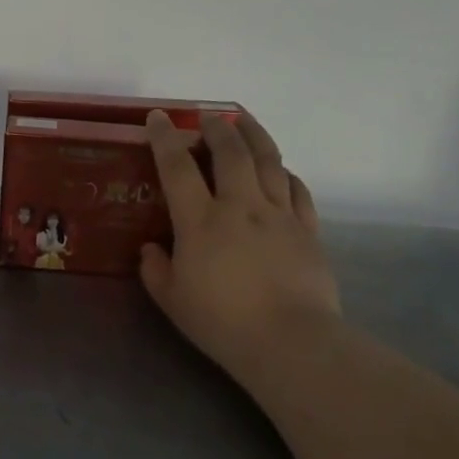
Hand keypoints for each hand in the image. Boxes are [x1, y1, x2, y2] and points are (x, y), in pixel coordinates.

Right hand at [141, 111, 340, 390]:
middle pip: (231, 152)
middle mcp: (240, 206)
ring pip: (269, 161)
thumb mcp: (172, 300)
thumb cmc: (222, 322)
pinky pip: (297, 190)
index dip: (165, 138)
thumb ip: (155, 269)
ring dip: (255, 135)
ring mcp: (278, 215)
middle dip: (217, 128)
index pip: (178, 168)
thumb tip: (150, 248)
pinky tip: (281, 170)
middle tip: (208, 117)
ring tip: (245, 122)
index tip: (158, 117)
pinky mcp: (307, 229)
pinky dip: (285, 173)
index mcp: (201, 221)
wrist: (289, 341)